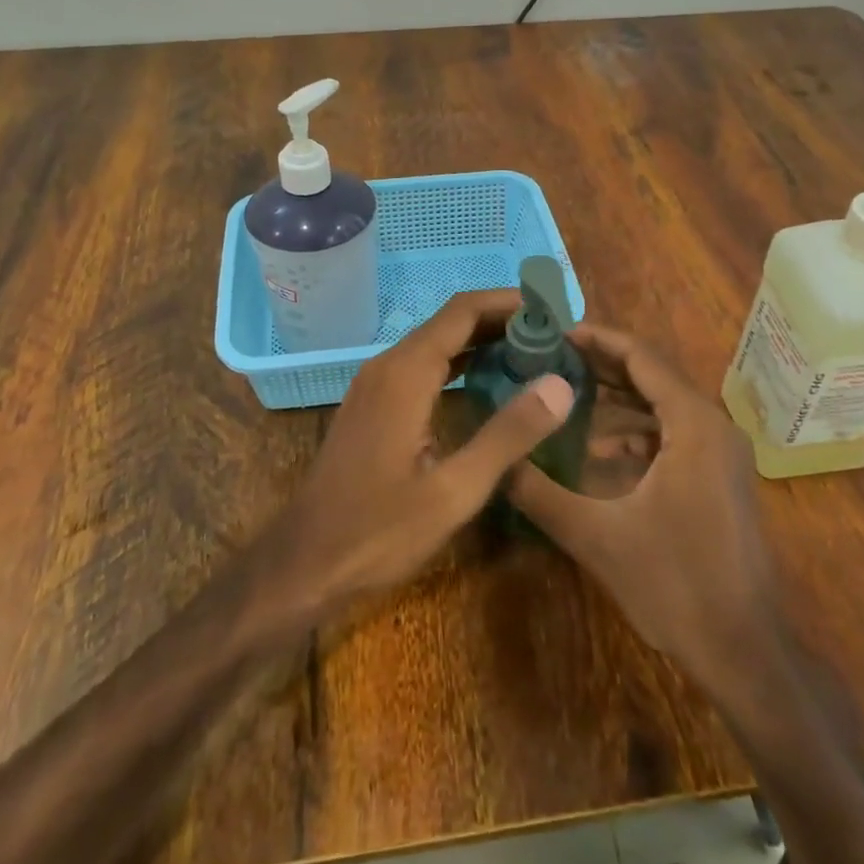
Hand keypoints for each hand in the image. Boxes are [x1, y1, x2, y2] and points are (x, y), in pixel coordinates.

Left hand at [267, 289, 573, 613]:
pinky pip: (421, 365)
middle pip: (450, 322)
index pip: (463, 311)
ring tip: (532, 352)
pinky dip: (459, 362)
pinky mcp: (372, 405)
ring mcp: (375, 384)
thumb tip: (560, 384)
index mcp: (406, 374)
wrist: (304, 562)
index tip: (553, 307)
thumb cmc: (378, 532)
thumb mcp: (454, 491)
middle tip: (554, 333)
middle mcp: (387, 366)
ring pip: (434, 343)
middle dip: (502, 320)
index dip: (509, 302)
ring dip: (481, 340)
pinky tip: (487, 383)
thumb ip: (508, 435)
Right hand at [506, 323, 784, 678]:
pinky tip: (598, 450)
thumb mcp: (596, 536)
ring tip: (565, 396)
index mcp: (692, 424)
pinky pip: (672, 435)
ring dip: (617, 398)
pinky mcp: (718, 478)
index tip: (553, 333)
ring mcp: (720, 453)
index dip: (597, 339)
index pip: (641, 357)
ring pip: (662, 406)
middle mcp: (713, 426)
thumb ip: (539, 493)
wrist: (745, 652)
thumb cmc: (676, 585)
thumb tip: (494, 460)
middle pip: (652, 375)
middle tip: (549, 359)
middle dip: (601, 365)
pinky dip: (636, 432)